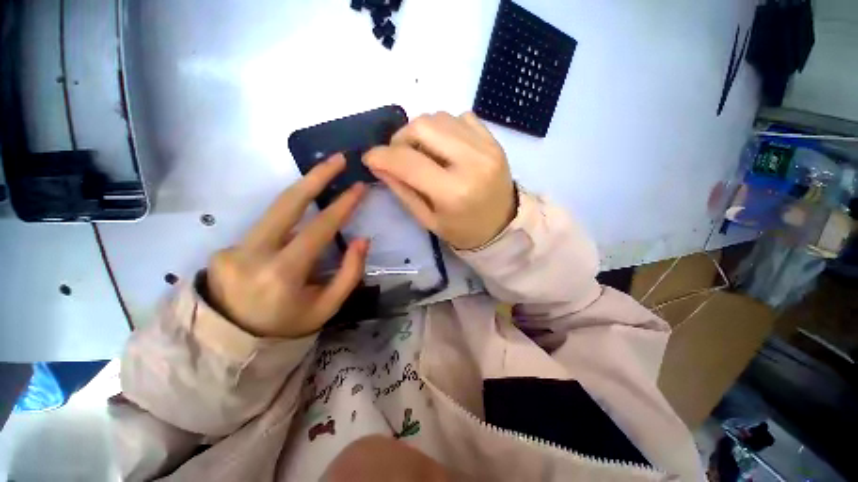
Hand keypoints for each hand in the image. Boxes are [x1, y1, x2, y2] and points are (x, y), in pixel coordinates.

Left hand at [206, 154, 368, 338]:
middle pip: (286, 203)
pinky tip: (301, 224)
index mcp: (282, 275)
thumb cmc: (287, 326)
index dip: (342, 206)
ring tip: (325, 176)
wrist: (231, 343)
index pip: (318, 229)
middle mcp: (252, 254)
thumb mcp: (327, 307)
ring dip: (303, 191)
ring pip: (276, 210)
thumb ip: (349, 273)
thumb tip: (362, 240)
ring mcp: (233, 248)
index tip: (358, 187)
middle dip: (315, 176)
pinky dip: (289, 219)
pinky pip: (268, 226)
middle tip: (338, 159)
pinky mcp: (227, 247)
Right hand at [363, 112, 515, 249]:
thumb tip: (377, 164)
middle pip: (422, 126)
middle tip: (399, 155)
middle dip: (401, 138)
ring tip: (423, 153)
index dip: (381, 156)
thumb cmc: (463, 230)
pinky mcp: (493, 140)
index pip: (408, 162)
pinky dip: (444, 128)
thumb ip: (402, 190)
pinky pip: (459, 117)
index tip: (370, 158)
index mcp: (453, 192)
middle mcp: (471, 162)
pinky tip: (445, 147)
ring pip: (439, 117)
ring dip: (421, 132)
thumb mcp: (428, 219)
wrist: (502, 225)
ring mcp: (486, 147)